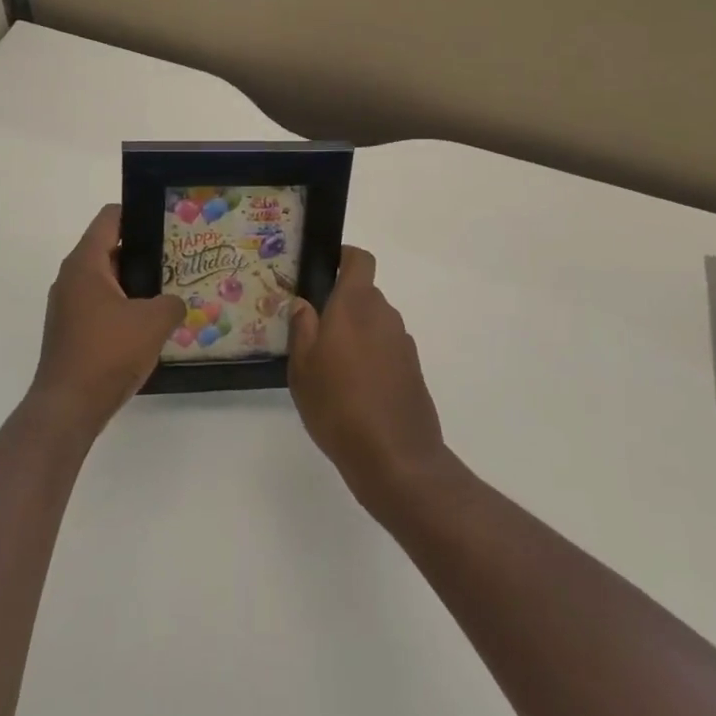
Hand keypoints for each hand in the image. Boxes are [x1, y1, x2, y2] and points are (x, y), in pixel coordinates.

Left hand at [29, 205, 182, 444]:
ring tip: (168, 290)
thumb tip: (175, 303)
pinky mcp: (71, 331)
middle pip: (109, 248)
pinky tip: (148, 324)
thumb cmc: (108, 353)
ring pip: (106, 279)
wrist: (68, 408)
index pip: (110, 218)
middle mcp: (71, 278)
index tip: (166, 222)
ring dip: (134, 282)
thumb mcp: (153, 322)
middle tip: (177, 257)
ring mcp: (68, 306)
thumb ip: (172, 303)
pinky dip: (123, 306)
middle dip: (143, 250)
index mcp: (85, 264)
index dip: (138, 213)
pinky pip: (101, 305)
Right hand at [288, 247, 448, 512]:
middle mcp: (383, 315)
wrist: (396, 458)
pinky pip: (387, 348)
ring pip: (375, 323)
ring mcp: (402, 342)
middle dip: (342, 306)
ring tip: (332, 367)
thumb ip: (303, 328)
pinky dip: (372, 358)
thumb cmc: (338, 406)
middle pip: (364, 294)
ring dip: (356, 334)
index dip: (343, 257)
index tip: (323, 271)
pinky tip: (354, 390)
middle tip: (314, 332)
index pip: (359, 259)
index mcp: (355, 305)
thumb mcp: (303, 368)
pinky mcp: (413, 369)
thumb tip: (304, 303)